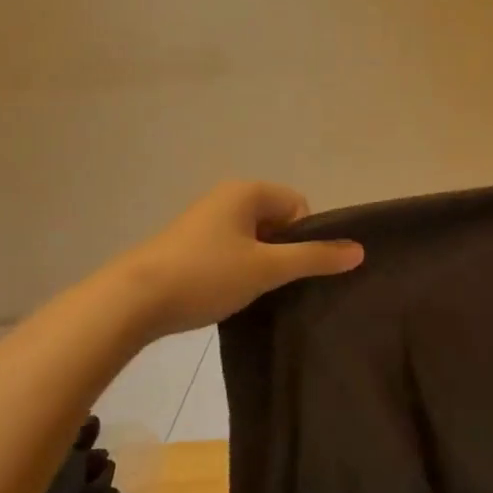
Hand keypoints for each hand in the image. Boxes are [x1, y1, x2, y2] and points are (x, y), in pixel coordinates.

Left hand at [120, 180, 363, 336]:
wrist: (132, 300)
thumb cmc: (205, 275)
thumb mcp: (266, 268)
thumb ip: (314, 258)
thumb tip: (359, 250)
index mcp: (245, 192)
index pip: (298, 205)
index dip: (305, 237)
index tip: (292, 269)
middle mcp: (225, 198)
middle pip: (276, 220)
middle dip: (283, 251)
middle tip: (276, 283)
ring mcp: (204, 221)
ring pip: (253, 239)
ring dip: (261, 263)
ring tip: (252, 293)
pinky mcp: (188, 245)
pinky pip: (230, 250)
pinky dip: (238, 269)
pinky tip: (229, 294)